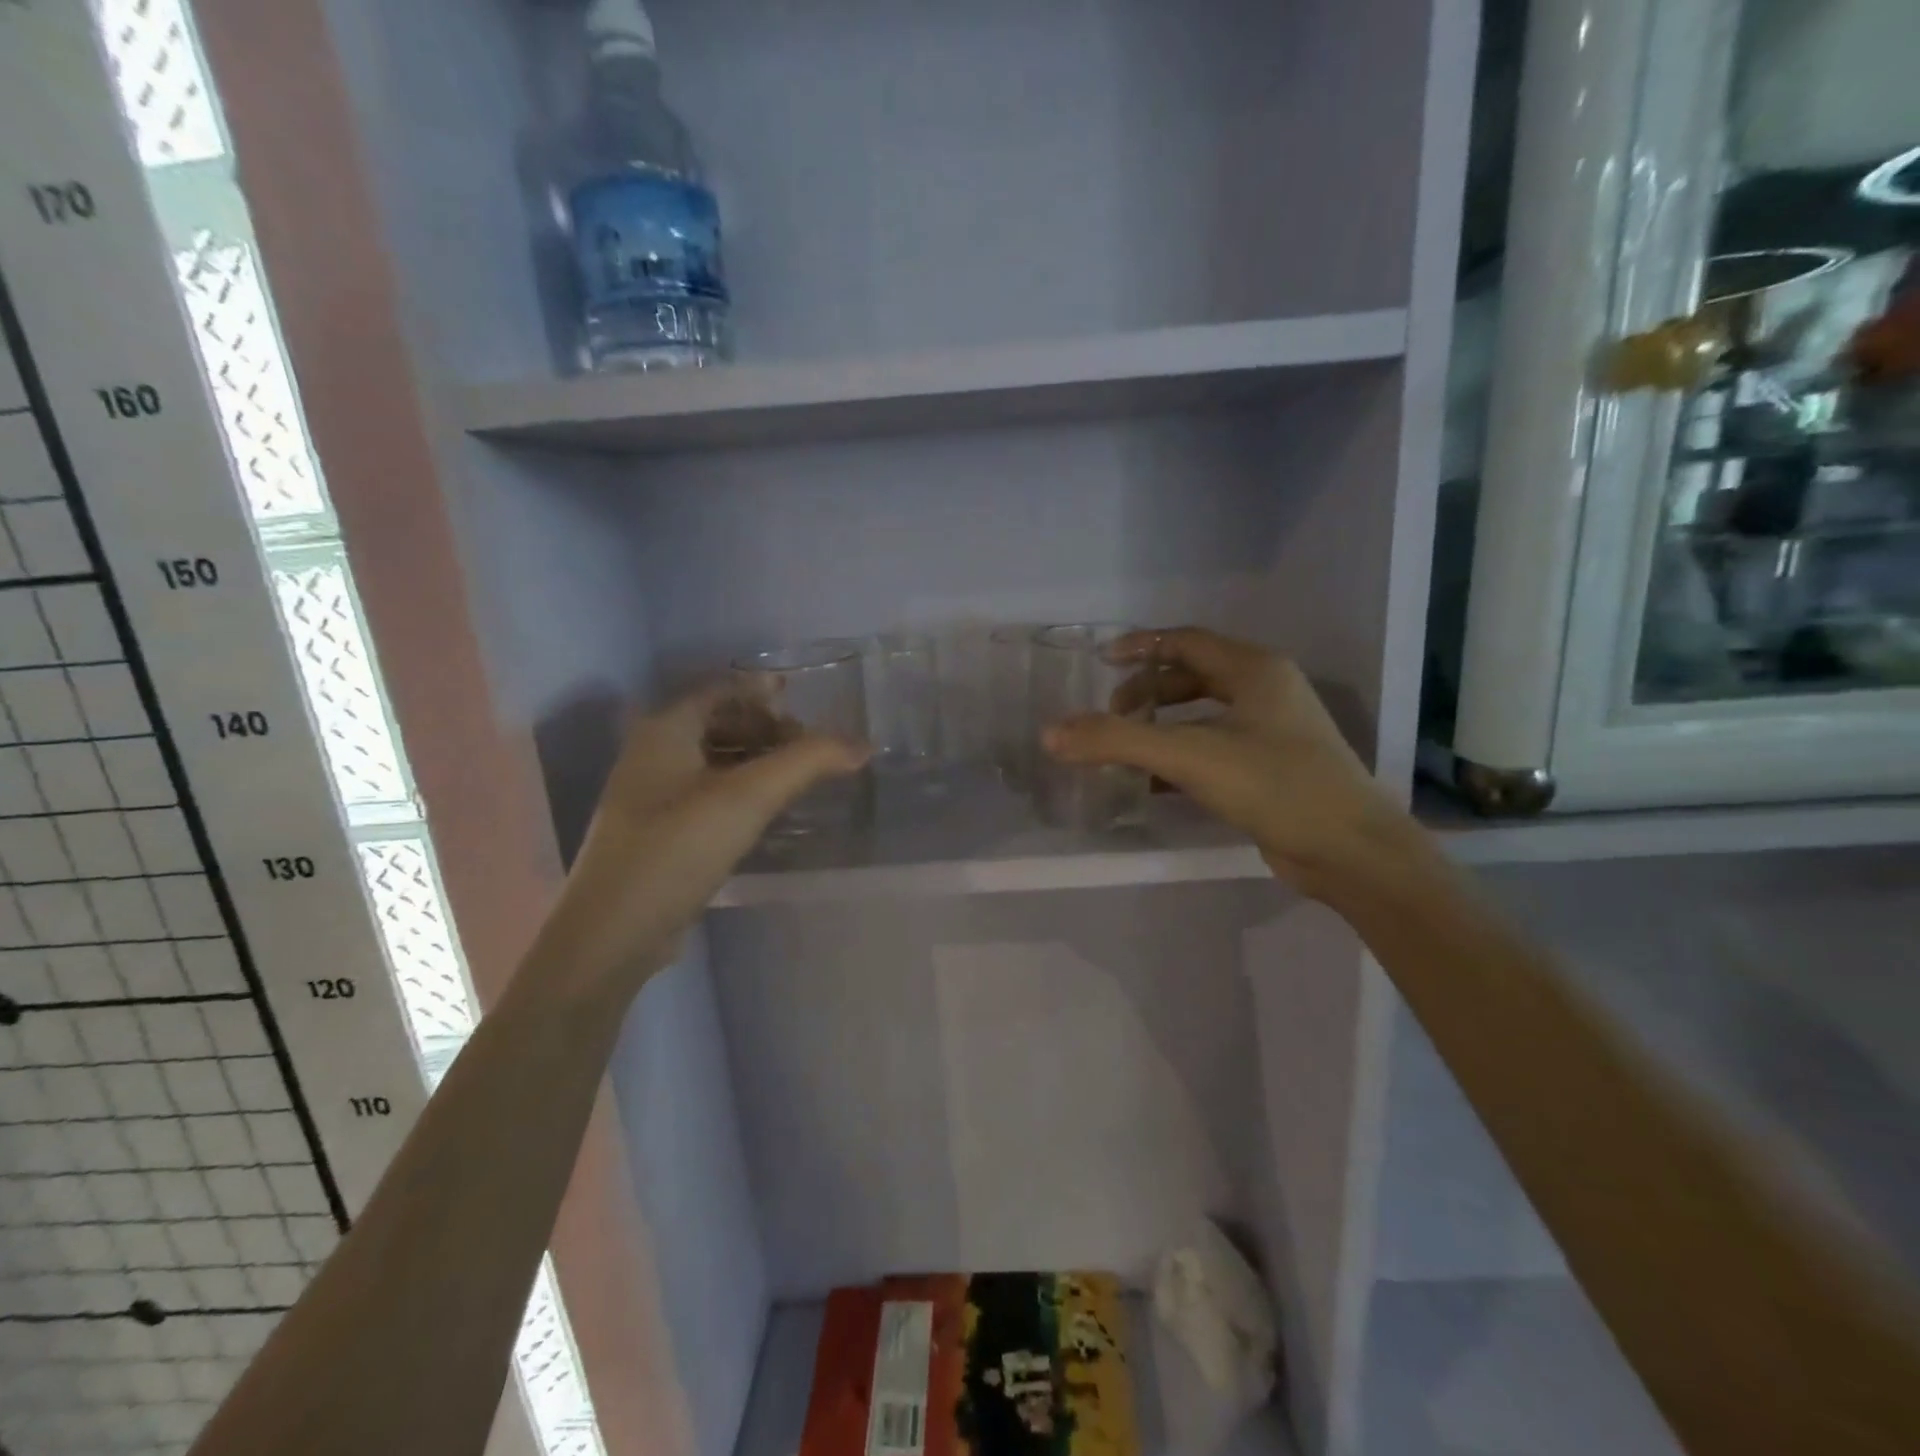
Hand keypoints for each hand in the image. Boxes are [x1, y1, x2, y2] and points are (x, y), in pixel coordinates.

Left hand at [539, 684, 866, 991]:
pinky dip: (741, 789)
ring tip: (796, 776)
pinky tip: (766, 810)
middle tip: (807, 745)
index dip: (763, 691)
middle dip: (765, 727)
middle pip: (717, 721)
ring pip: (713, 759)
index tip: (803, 702)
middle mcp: (652, 753)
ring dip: (756, 759)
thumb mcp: (749, 797)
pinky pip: (707, 792)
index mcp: (665, 729)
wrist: (614, 932)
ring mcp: (651, 795)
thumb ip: (807, 762)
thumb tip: (862, 745)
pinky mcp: (659, 832)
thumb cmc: (678, 848)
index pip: (721, 688)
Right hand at [1041, 628, 1418, 896]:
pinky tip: (1154, 783)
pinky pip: (1215, 748)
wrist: (1349, 850)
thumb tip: (1051, 733)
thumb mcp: (1189, 755)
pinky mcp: (1272, 768)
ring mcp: (1274, 730)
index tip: (1101, 662)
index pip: (1186, 641)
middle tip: (1112, 715)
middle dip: (1148, 691)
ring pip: (1204, 714)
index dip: (1141, 647)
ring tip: (1126, 746)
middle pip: (1194, 675)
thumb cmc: (1274, 784)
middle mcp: (1267, 691)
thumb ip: (1117, 741)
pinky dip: (1181, 756)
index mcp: (1254, 669)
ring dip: (1163, 725)